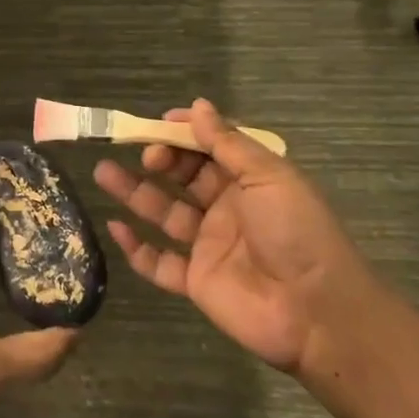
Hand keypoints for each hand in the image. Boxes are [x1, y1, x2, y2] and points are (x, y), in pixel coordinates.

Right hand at [93, 100, 370, 375]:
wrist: (315, 312)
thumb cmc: (296, 232)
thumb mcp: (268, 176)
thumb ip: (227, 143)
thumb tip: (198, 105)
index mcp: (249, 181)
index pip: (209, 149)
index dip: (184, 134)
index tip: (157, 124)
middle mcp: (227, 209)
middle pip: (182, 178)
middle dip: (157, 159)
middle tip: (140, 152)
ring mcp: (208, 246)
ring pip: (163, 213)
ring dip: (134, 192)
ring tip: (103, 171)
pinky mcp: (195, 281)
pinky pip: (158, 262)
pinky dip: (135, 247)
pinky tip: (115, 226)